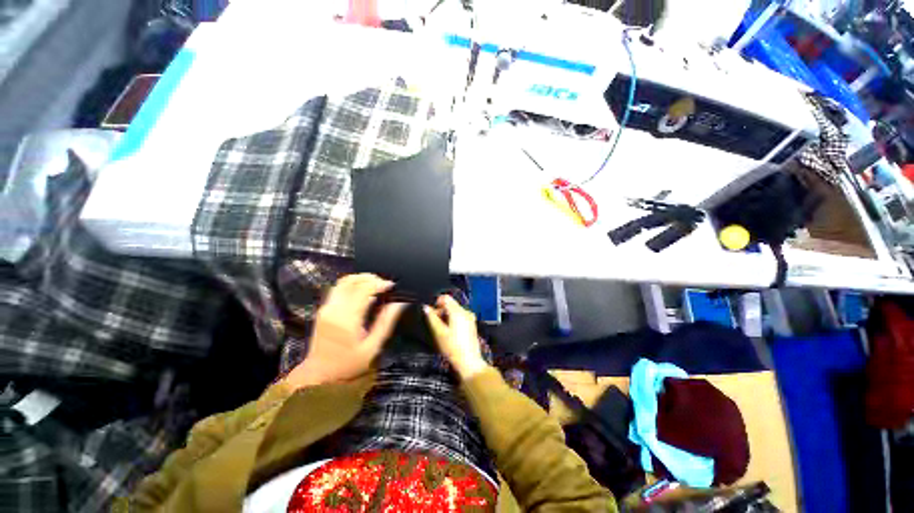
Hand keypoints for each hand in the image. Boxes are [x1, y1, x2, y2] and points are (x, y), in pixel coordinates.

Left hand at [283, 274, 405, 390]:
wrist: (320, 374)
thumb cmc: (349, 364)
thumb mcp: (373, 347)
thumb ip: (386, 322)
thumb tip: (399, 303)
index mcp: (348, 320)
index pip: (364, 290)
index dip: (379, 283)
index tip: (392, 285)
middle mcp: (334, 310)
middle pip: (353, 281)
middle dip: (372, 278)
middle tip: (385, 284)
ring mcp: (326, 308)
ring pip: (344, 281)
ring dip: (361, 278)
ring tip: (375, 283)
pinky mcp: (323, 309)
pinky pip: (338, 288)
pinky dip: (352, 283)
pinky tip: (362, 289)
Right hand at [424, 295, 487, 378]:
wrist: (469, 362)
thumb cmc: (453, 348)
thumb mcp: (439, 333)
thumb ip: (432, 318)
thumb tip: (426, 307)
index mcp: (458, 311)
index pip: (446, 297)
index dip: (436, 303)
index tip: (432, 313)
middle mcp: (466, 312)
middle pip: (450, 303)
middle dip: (441, 310)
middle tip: (435, 323)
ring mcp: (470, 318)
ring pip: (455, 310)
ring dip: (446, 316)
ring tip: (442, 329)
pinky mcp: (471, 325)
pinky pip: (460, 316)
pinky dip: (453, 320)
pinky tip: (450, 332)